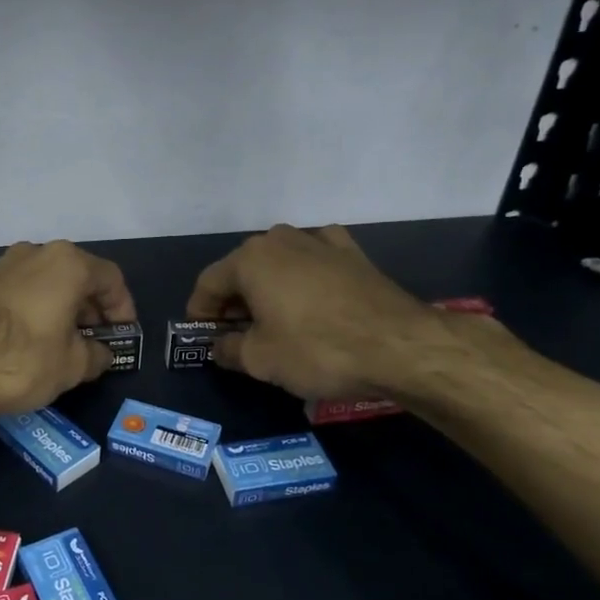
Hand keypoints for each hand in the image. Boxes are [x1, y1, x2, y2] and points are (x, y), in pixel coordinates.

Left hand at [0, 241, 137, 421]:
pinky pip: (23, 291)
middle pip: (78, 276)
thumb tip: (100, 353)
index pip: (111, 279)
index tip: (123, 335)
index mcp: (67, 263)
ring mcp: (3, 264)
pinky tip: (34, 340)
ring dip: (64, 309)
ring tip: (66, 344)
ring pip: (48, 282)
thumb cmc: (20, 360)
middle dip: (92, 309)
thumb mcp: (71, 366)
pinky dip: (37, 309)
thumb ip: (96, 355)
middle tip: (97, 342)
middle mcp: (36, 252)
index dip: (123, 309)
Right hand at [186, 224, 485, 402]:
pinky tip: (311, 299)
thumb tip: (221, 345)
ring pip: (278, 265)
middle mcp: (281, 239)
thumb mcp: (260, 360)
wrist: (400, 346)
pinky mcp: (352, 253)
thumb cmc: (317, 350)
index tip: (202, 337)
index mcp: (250, 259)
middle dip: (234, 302)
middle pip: (242, 270)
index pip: (208, 284)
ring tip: (272, 321)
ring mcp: (320, 241)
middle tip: (235, 335)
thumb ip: (228, 349)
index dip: (199, 312)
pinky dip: (304, 279)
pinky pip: (314, 262)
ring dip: (268, 290)